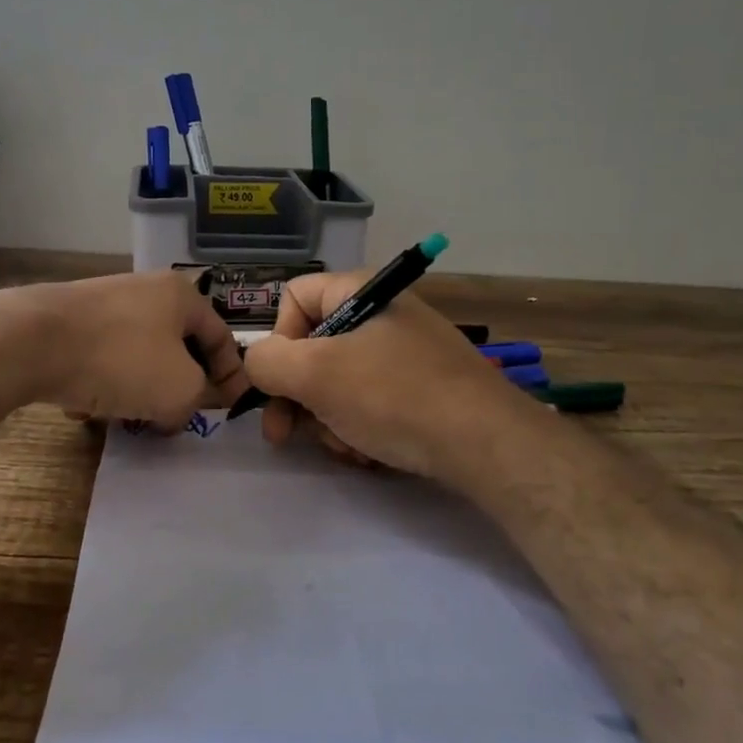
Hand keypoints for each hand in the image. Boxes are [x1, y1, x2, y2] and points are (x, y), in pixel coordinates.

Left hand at [20, 272, 250, 427]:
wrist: (31, 341)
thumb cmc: (121, 360)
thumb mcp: (179, 389)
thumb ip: (198, 399)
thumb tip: (180, 408)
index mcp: (182, 296)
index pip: (221, 338)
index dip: (231, 377)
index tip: (227, 410)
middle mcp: (146, 290)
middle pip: (177, 347)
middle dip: (179, 387)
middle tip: (176, 418)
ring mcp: (105, 303)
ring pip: (138, 355)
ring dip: (139, 390)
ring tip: (127, 417)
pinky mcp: (70, 320)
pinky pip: (101, 357)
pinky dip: (102, 383)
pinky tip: (86, 407)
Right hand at [242, 270, 519, 479]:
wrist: (485, 443)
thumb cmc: (392, 396)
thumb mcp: (316, 374)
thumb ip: (267, 362)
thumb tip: (257, 364)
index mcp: (361, 291)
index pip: (294, 298)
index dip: (277, 341)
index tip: (279, 384)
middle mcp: (383, 314)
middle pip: (314, 347)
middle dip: (299, 396)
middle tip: (287, 436)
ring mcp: (406, 351)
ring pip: (340, 381)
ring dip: (329, 419)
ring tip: (347, 447)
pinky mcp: (423, 387)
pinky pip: (372, 400)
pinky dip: (361, 427)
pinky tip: (371, 452)